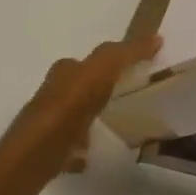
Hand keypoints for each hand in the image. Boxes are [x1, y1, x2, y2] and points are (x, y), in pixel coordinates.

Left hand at [14, 34, 161, 172]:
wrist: (39, 150)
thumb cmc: (70, 104)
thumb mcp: (102, 70)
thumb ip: (126, 53)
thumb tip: (155, 38)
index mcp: (64, 73)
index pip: (86, 61)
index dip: (106, 62)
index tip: (129, 69)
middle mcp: (53, 95)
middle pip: (76, 88)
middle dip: (94, 90)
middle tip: (120, 97)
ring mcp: (49, 125)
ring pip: (71, 118)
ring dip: (86, 119)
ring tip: (108, 126)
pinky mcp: (50, 151)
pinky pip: (69, 148)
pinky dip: (79, 150)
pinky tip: (91, 156)